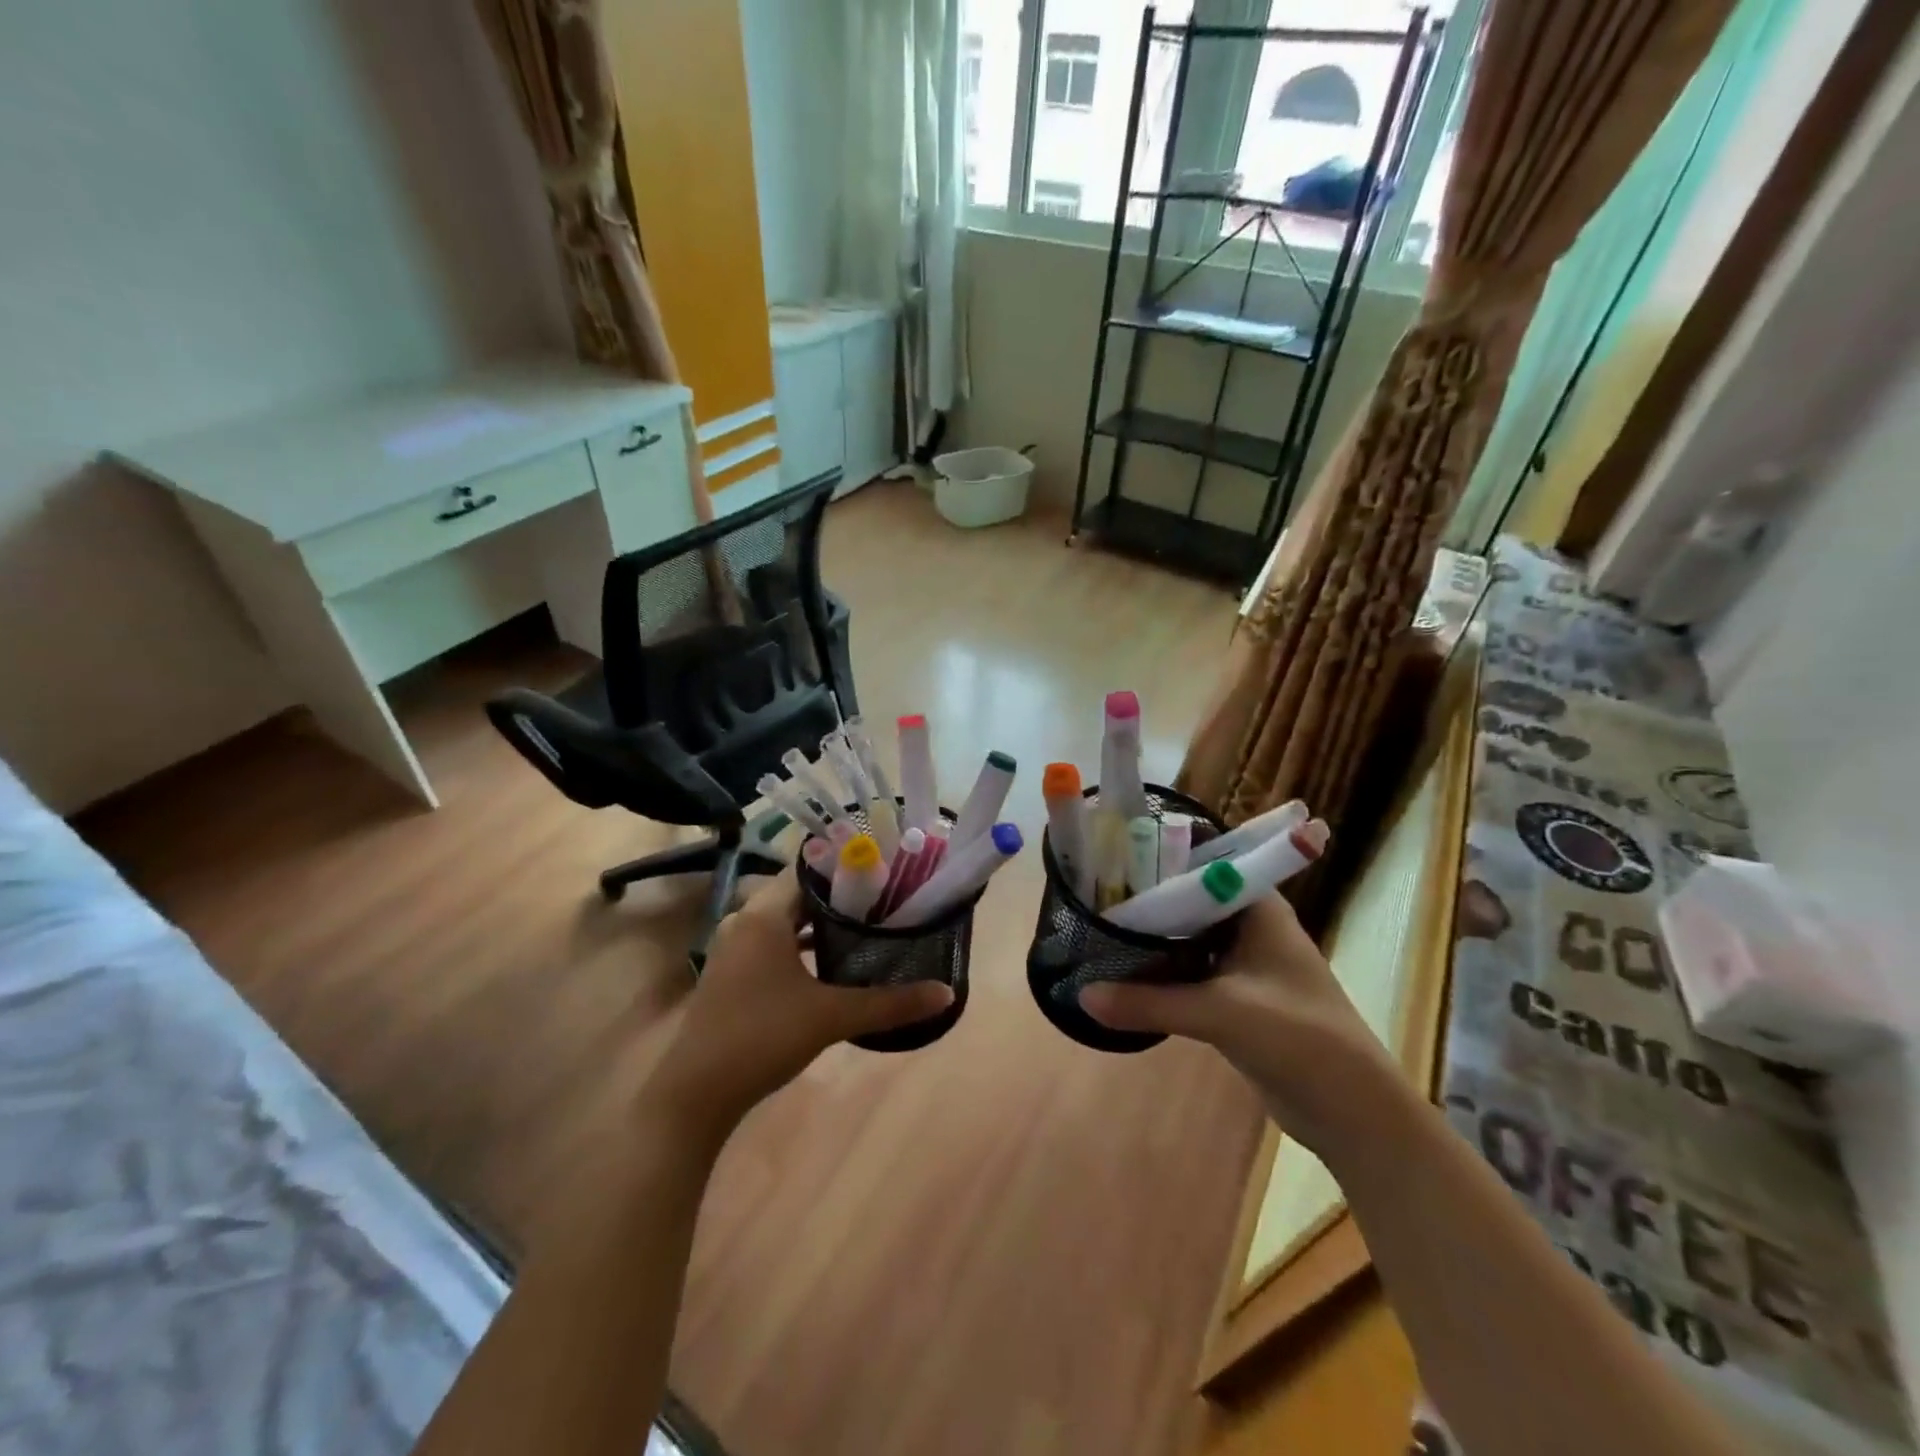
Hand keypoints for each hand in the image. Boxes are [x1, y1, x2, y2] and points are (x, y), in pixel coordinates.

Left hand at [643, 870, 952, 1138]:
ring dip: (820, 921)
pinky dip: (799, 943)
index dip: (848, 867)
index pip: (809, 869)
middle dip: (841, 896)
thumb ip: (890, 1003)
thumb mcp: (832, 1017)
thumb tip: (946, 993)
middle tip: (886, 899)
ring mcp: (733, 946)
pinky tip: (829, 960)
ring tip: (865, 926)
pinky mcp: (730, 971)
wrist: (696, 1093)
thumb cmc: (762, 1038)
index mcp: (763, 915)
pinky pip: (771, 940)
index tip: (886, 872)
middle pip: (799, 893)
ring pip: (784, 918)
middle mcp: (744, 920)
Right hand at [1079, 886, 1396, 1155]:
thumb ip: (1149, 1002)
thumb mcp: (1220, 1013)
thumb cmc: (1299, 1038)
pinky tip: (1122, 973)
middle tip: (1090, 896)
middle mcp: (1249, 926)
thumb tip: (1081, 994)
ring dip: (1149, 939)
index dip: (1157, 856)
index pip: (1201, 862)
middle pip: (1186, 901)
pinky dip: (1160, 972)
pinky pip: (1188, 973)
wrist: (1353, 1113)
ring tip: (1095, 929)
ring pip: (1185, 939)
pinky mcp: (1235, 998)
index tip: (1109, 857)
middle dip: (1144, 901)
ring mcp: (1243, 964)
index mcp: (1257, 907)